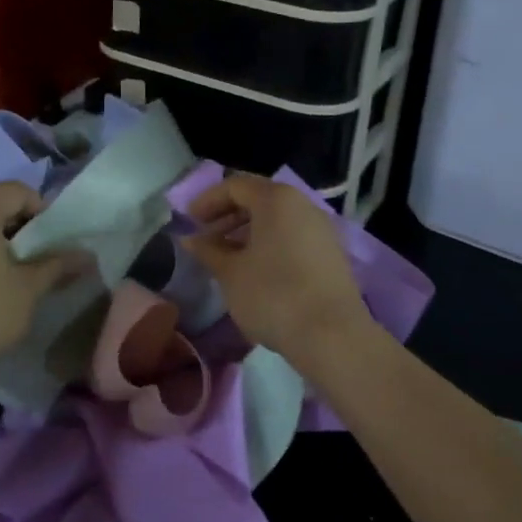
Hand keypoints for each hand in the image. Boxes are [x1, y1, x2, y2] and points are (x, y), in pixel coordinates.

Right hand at [182, 174, 375, 360]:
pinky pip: (293, 236)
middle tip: (206, 238)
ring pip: (277, 219)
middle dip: (228, 215)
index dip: (208, 201)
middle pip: (259, 198)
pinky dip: (270, 243)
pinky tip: (256, 270)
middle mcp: (302, 204)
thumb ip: (208, 250)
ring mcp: (321, 228)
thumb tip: (190, 239)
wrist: (332, 335)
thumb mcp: (231, 273)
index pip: (235, 186)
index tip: (189, 222)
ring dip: (248, 231)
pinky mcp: (331, 253)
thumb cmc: (273, 295)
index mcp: (276, 199)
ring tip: (227, 257)